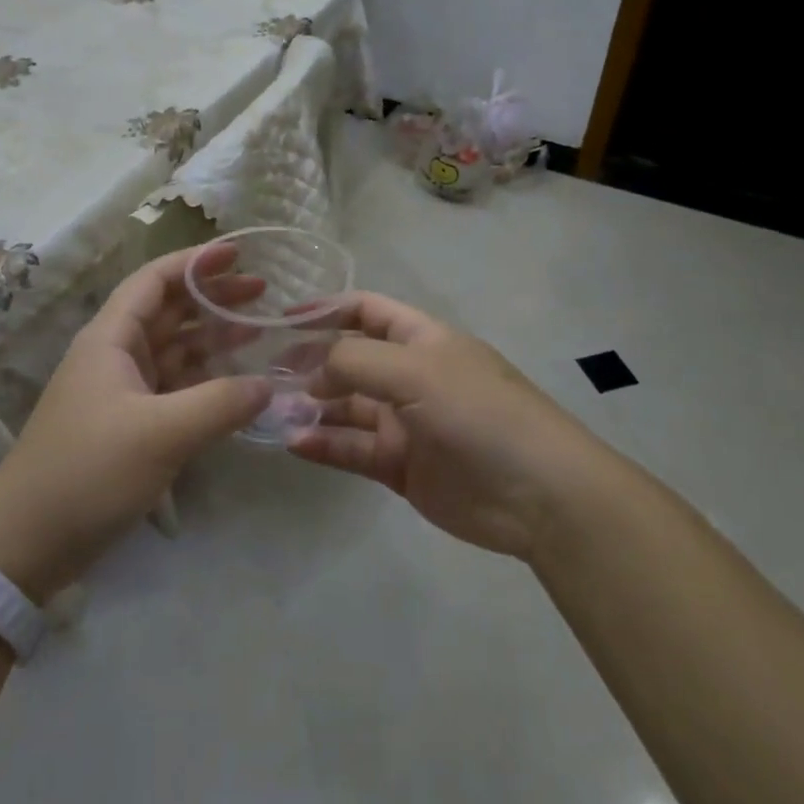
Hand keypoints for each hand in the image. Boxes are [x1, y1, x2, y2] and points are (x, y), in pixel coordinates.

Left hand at [0, 246, 272, 599]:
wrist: (27, 541)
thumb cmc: (89, 472)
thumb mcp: (161, 434)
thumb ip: (220, 403)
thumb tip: (268, 385)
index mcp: (110, 339)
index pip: (154, 281)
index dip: (195, 262)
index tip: (239, 253)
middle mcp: (114, 356)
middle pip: (168, 311)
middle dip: (213, 298)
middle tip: (263, 293)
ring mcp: (121, 392)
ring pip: (173, 350)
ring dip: (213, 339)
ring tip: (259, 330)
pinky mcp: (128, 425)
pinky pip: (174, 388)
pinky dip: (205, 381)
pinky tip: (237, 384)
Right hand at [285, 293, 614, 560]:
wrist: (536, 494)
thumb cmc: (477, 412)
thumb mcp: (415, 371)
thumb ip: (356, 360)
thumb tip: (313, 369)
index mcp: (421, 339)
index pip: (366, 311)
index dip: (326, 310)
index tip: (281, 320)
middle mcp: (410, 376)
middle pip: (350, 360)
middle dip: (311, 362)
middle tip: (266, 374)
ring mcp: (405, 422)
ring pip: (346, 407)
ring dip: (312, 406)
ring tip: (273, 410)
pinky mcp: (400, 465)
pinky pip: (353, 448)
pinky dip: (324, 444)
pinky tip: (295, 442)